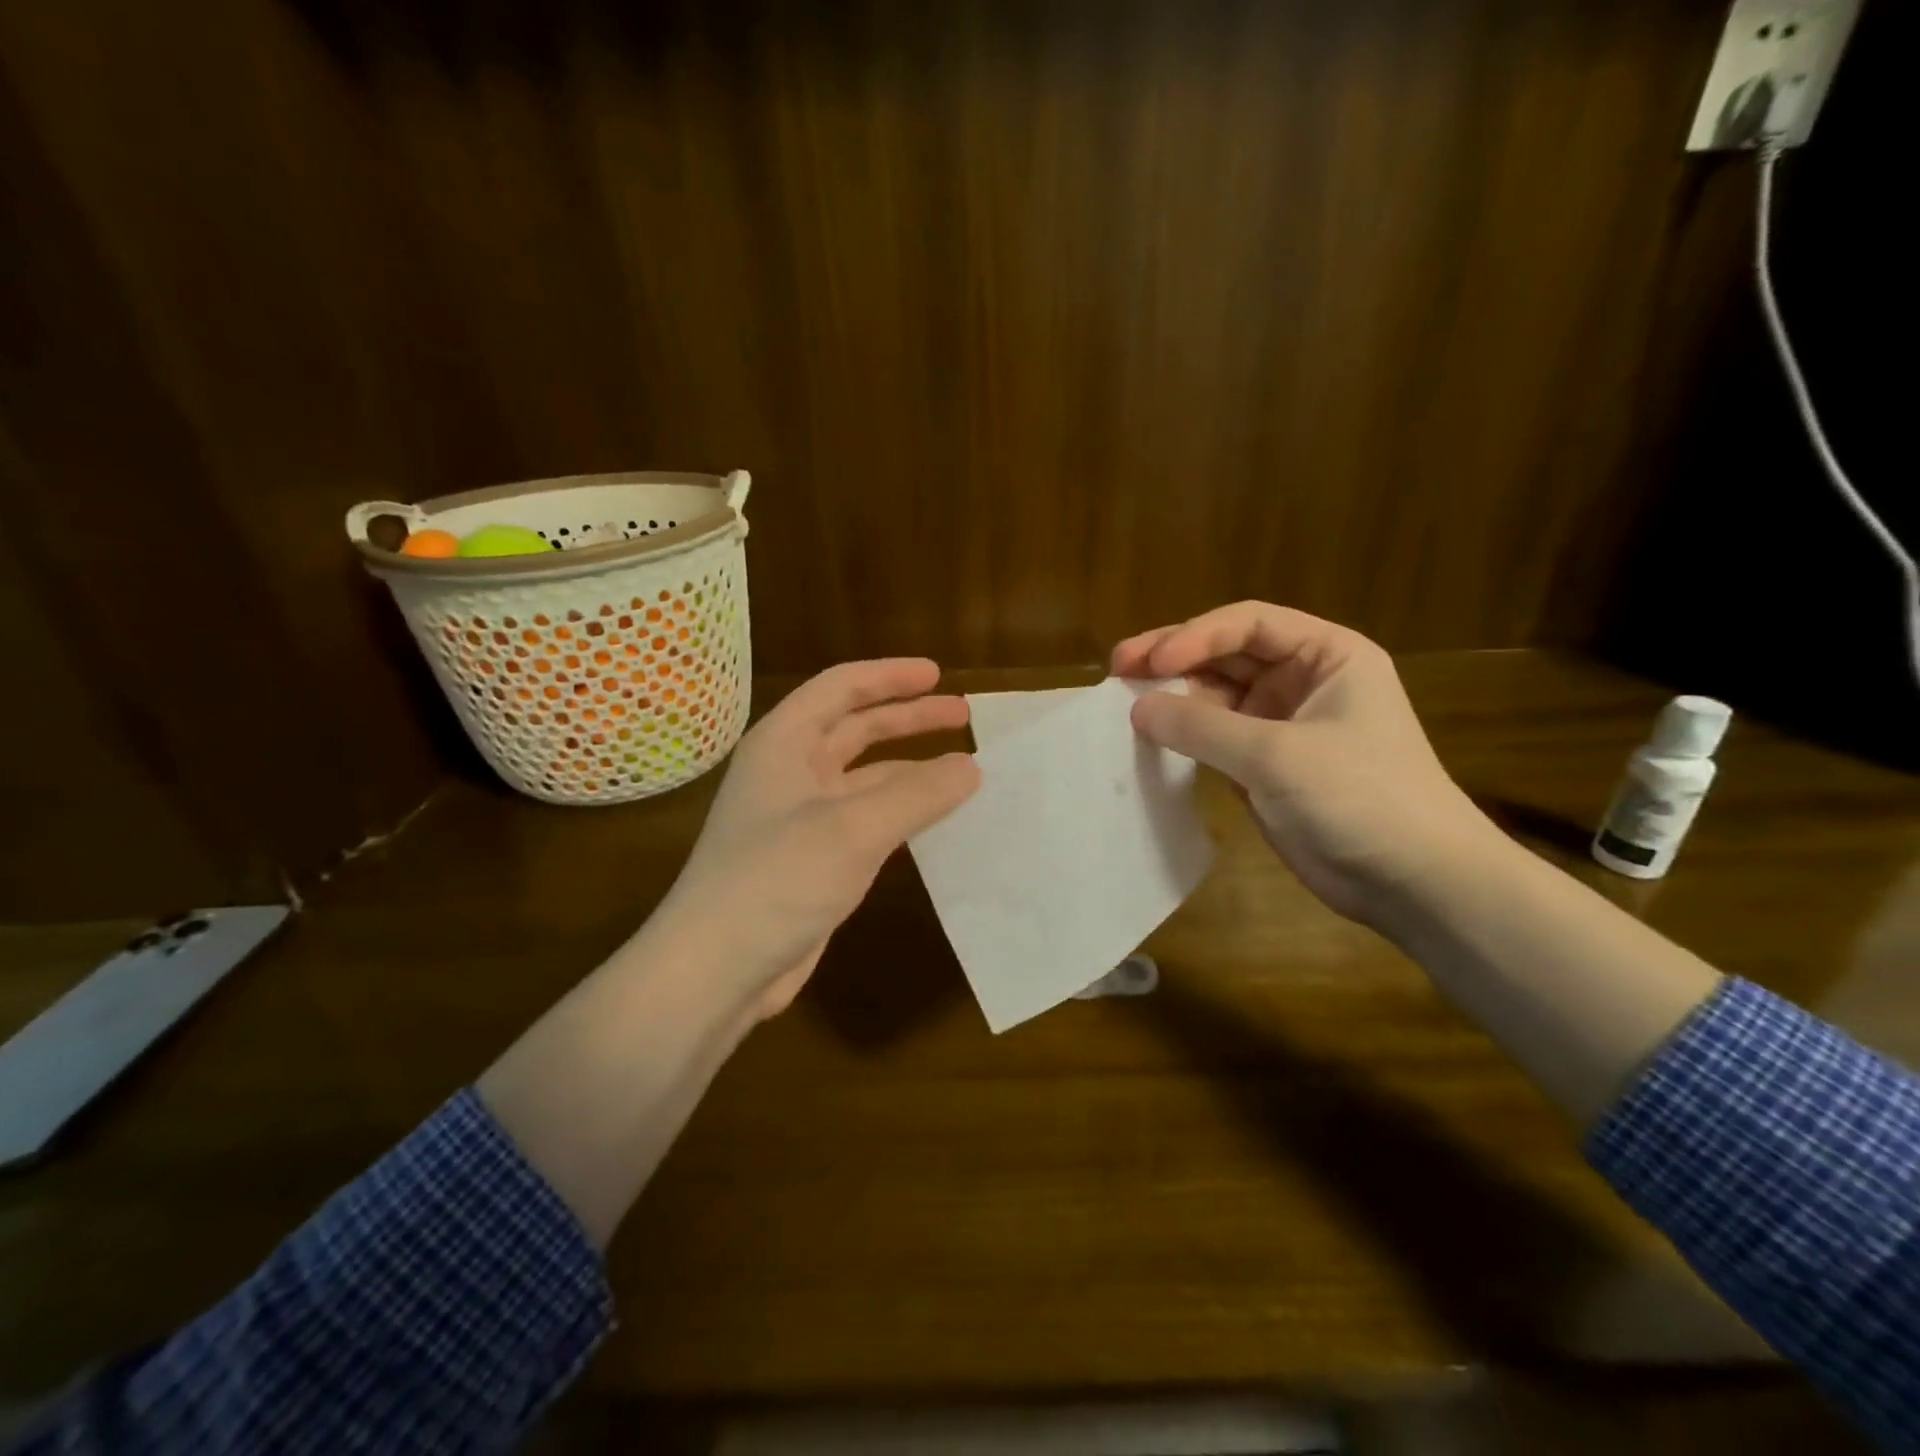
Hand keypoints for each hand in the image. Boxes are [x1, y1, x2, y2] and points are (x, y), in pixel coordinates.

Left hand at [657, 658, 979, 1017]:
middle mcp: (789, 771)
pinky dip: (901, 810)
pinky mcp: (812, 859)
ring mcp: (799, 818)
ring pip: (864, 776)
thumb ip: (917, 794)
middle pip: (855, 728)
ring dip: (910, 768)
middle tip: (964, 715)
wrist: (716, 970)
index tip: (938, 674)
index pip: (840, 687)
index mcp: (784, 743)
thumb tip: (972, 766)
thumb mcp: (852, 828)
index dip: (890, 676)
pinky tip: (934, 819)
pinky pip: (866, 818)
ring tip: (963, 769)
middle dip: (908, 718)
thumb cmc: (776, 880)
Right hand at [1113, 602, 1491, 925]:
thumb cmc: (1360, 798)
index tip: (1150, 662)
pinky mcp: (1264, 767)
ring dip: (1173, 698)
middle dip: (1173, 659)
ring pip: (1215, 697)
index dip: (1195, 635)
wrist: (1415, 883)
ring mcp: (1281, 725)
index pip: (1249, 624)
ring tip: (1123, 702)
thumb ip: (1201, 728)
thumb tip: (1136, 708)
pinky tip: (1149, 738)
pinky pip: (1213, 738)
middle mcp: (1302, 682)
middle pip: (1226, 655)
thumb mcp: (1277, 755)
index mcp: (1326, 656)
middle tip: (1118, 666)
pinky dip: (1182, 736)